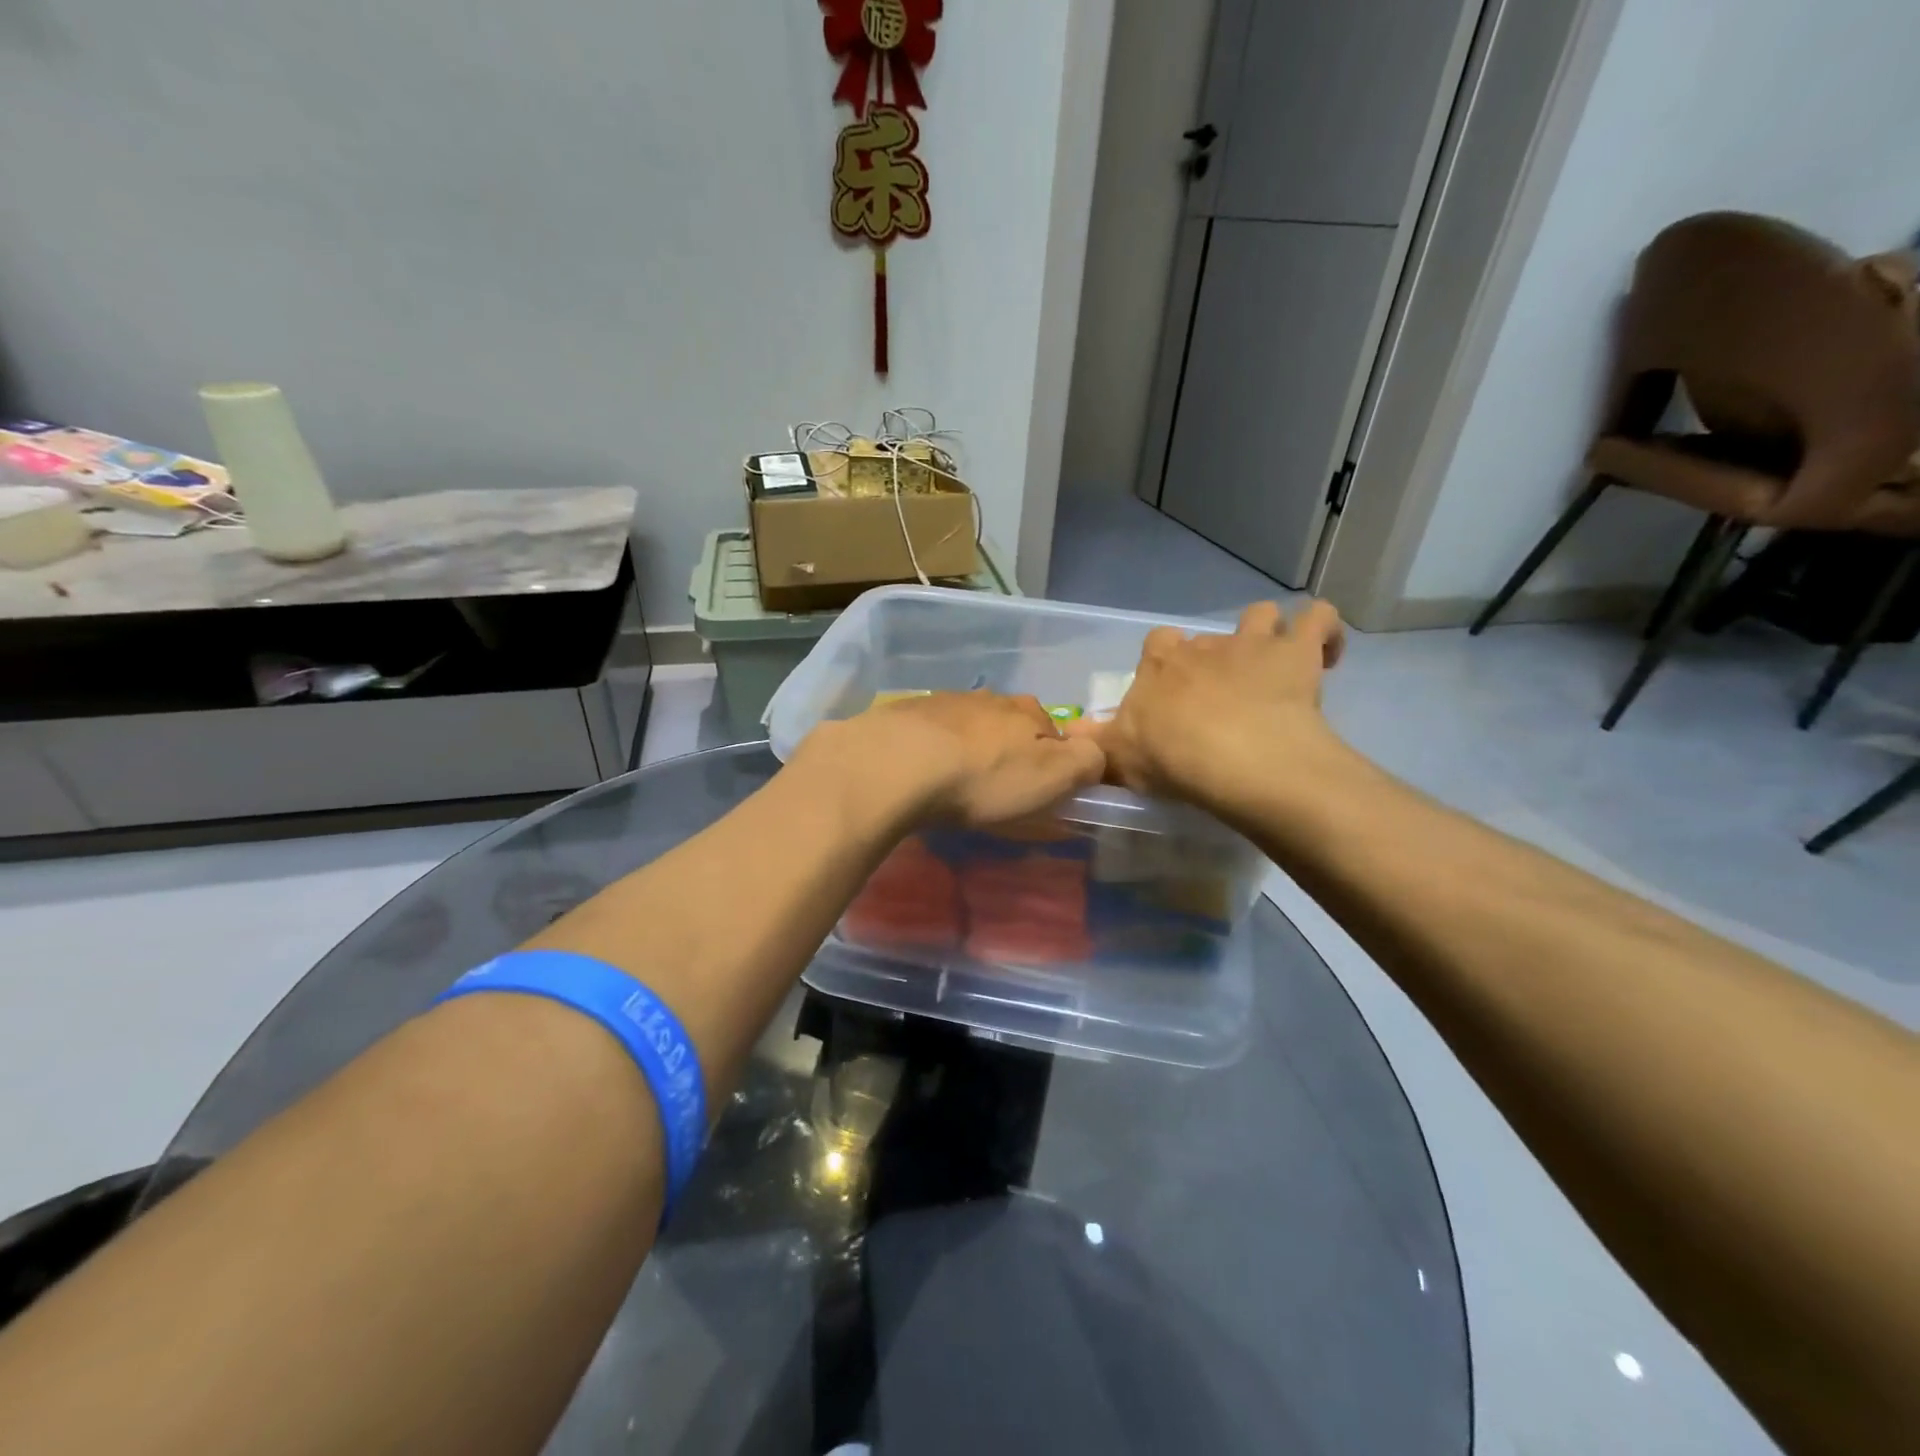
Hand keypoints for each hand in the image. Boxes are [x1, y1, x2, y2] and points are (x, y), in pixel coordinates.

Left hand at [797, 691, 1106, 828]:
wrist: (896, 763)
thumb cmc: (983, 777)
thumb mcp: (1053, 777)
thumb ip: (1086, 763)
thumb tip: (1095, 755)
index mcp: (1029, 712)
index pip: (1056, 734)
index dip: (1054, 764)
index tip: (1042, 794)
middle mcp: (990, 699)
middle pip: (1011, 728)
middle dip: (1010, 755)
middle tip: (998, 792)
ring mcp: (944, 702)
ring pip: (971, 728)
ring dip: (971, 751)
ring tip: (957, 785)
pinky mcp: (906, 715)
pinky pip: (932, 734)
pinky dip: (935, 751)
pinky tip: (924, 774)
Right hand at [1077, 600, 1347, 806]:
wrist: (1237, 760)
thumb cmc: (1172, 759)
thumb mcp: (1119, 758)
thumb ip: (1094, 744)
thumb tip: (1069, 735)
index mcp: (1161, 664)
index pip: (1157, 643)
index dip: (1166, 662)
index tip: (1172, 693)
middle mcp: (1204, 644)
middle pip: (1207, 637)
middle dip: (1214, 659)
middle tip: (1221, 699)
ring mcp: (1253, 643)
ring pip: (1261, 615)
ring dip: (1267, 633)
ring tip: (1273, 665)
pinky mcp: (1298, 652)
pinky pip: (1319, 618)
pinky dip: (1325, 632)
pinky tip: (1325, 655)